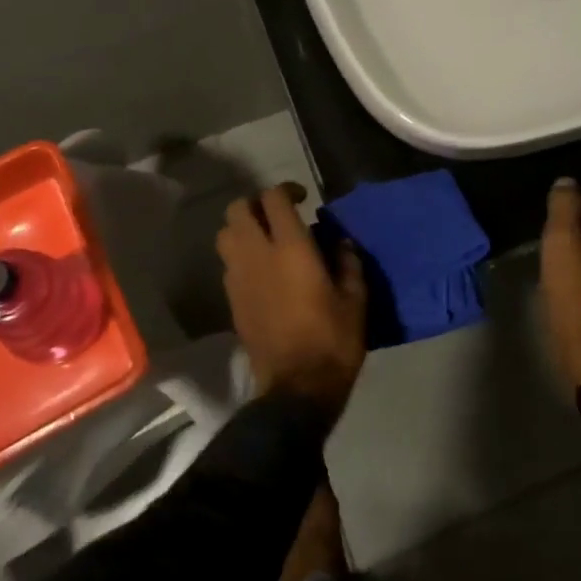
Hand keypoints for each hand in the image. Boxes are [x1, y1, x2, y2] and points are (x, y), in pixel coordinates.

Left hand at [216, 184, 367, 415]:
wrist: (295, 391)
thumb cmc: (332, 342)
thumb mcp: (355, 301)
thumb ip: (348, 263)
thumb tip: (341, 242)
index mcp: (291, 248)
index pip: (274, 198)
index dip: (286, 189)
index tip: (303, 198)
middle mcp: (257, 255)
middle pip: (238, 209)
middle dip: (256, 204)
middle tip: (279, 215)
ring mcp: (239, 278)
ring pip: (225, 233)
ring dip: (242, 228)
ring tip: (266, 240)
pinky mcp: (231, 300)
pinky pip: (228, 263)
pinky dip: (240, 255)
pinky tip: (261, 271)